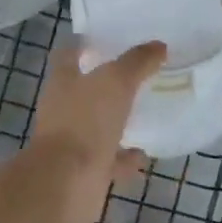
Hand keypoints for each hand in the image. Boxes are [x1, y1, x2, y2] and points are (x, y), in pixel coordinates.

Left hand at [29, 40, 165, 222]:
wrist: (67, 182)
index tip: (108, 40)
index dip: (85, 45)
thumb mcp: (116, 81)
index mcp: (63, 82)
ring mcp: (73, 142)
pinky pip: (109, 160)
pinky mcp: (85, 170)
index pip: (69, 54)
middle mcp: (63, 110)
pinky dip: (125, 158)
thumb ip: (137, 62)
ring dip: (116, 122)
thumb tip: (158, 47)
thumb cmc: (85, 122)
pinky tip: (144, 155)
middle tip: (137, 76)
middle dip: (107, 85)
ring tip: (145, 114)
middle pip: (84, 91)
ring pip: (97, 126)